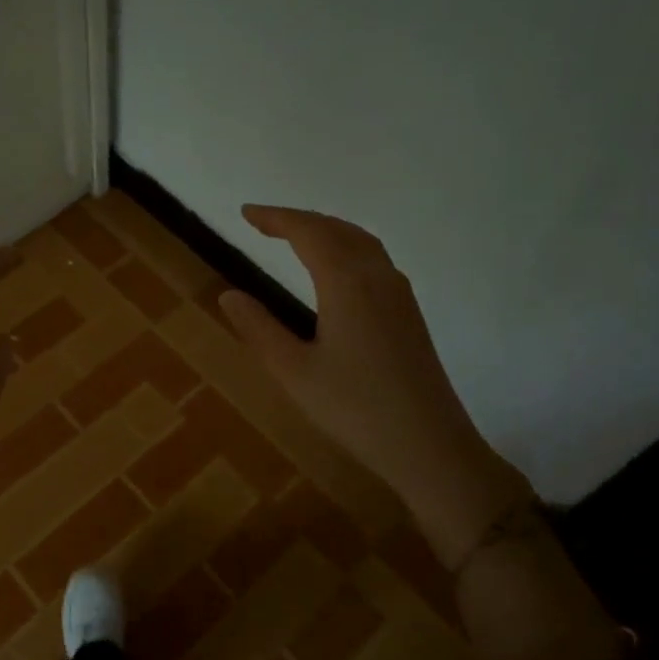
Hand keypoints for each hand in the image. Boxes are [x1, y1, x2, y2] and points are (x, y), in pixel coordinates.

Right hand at [218, 206, 530, 563]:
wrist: (429, 446)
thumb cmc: (355, 410)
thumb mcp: (293, 372)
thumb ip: (259, 328)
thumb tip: (228, 294)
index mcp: (346, 283)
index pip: (308, 232)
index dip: (275, 218)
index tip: (245, 213)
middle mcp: (377, 276)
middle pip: (336, 229)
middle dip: (298, 219)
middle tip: (263, 222)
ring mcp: (399, 293)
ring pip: (360, 241)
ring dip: (325, 229)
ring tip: (295, 236)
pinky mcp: (408, 313)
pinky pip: (374, 258)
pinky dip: (345, 246)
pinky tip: (336, 268)